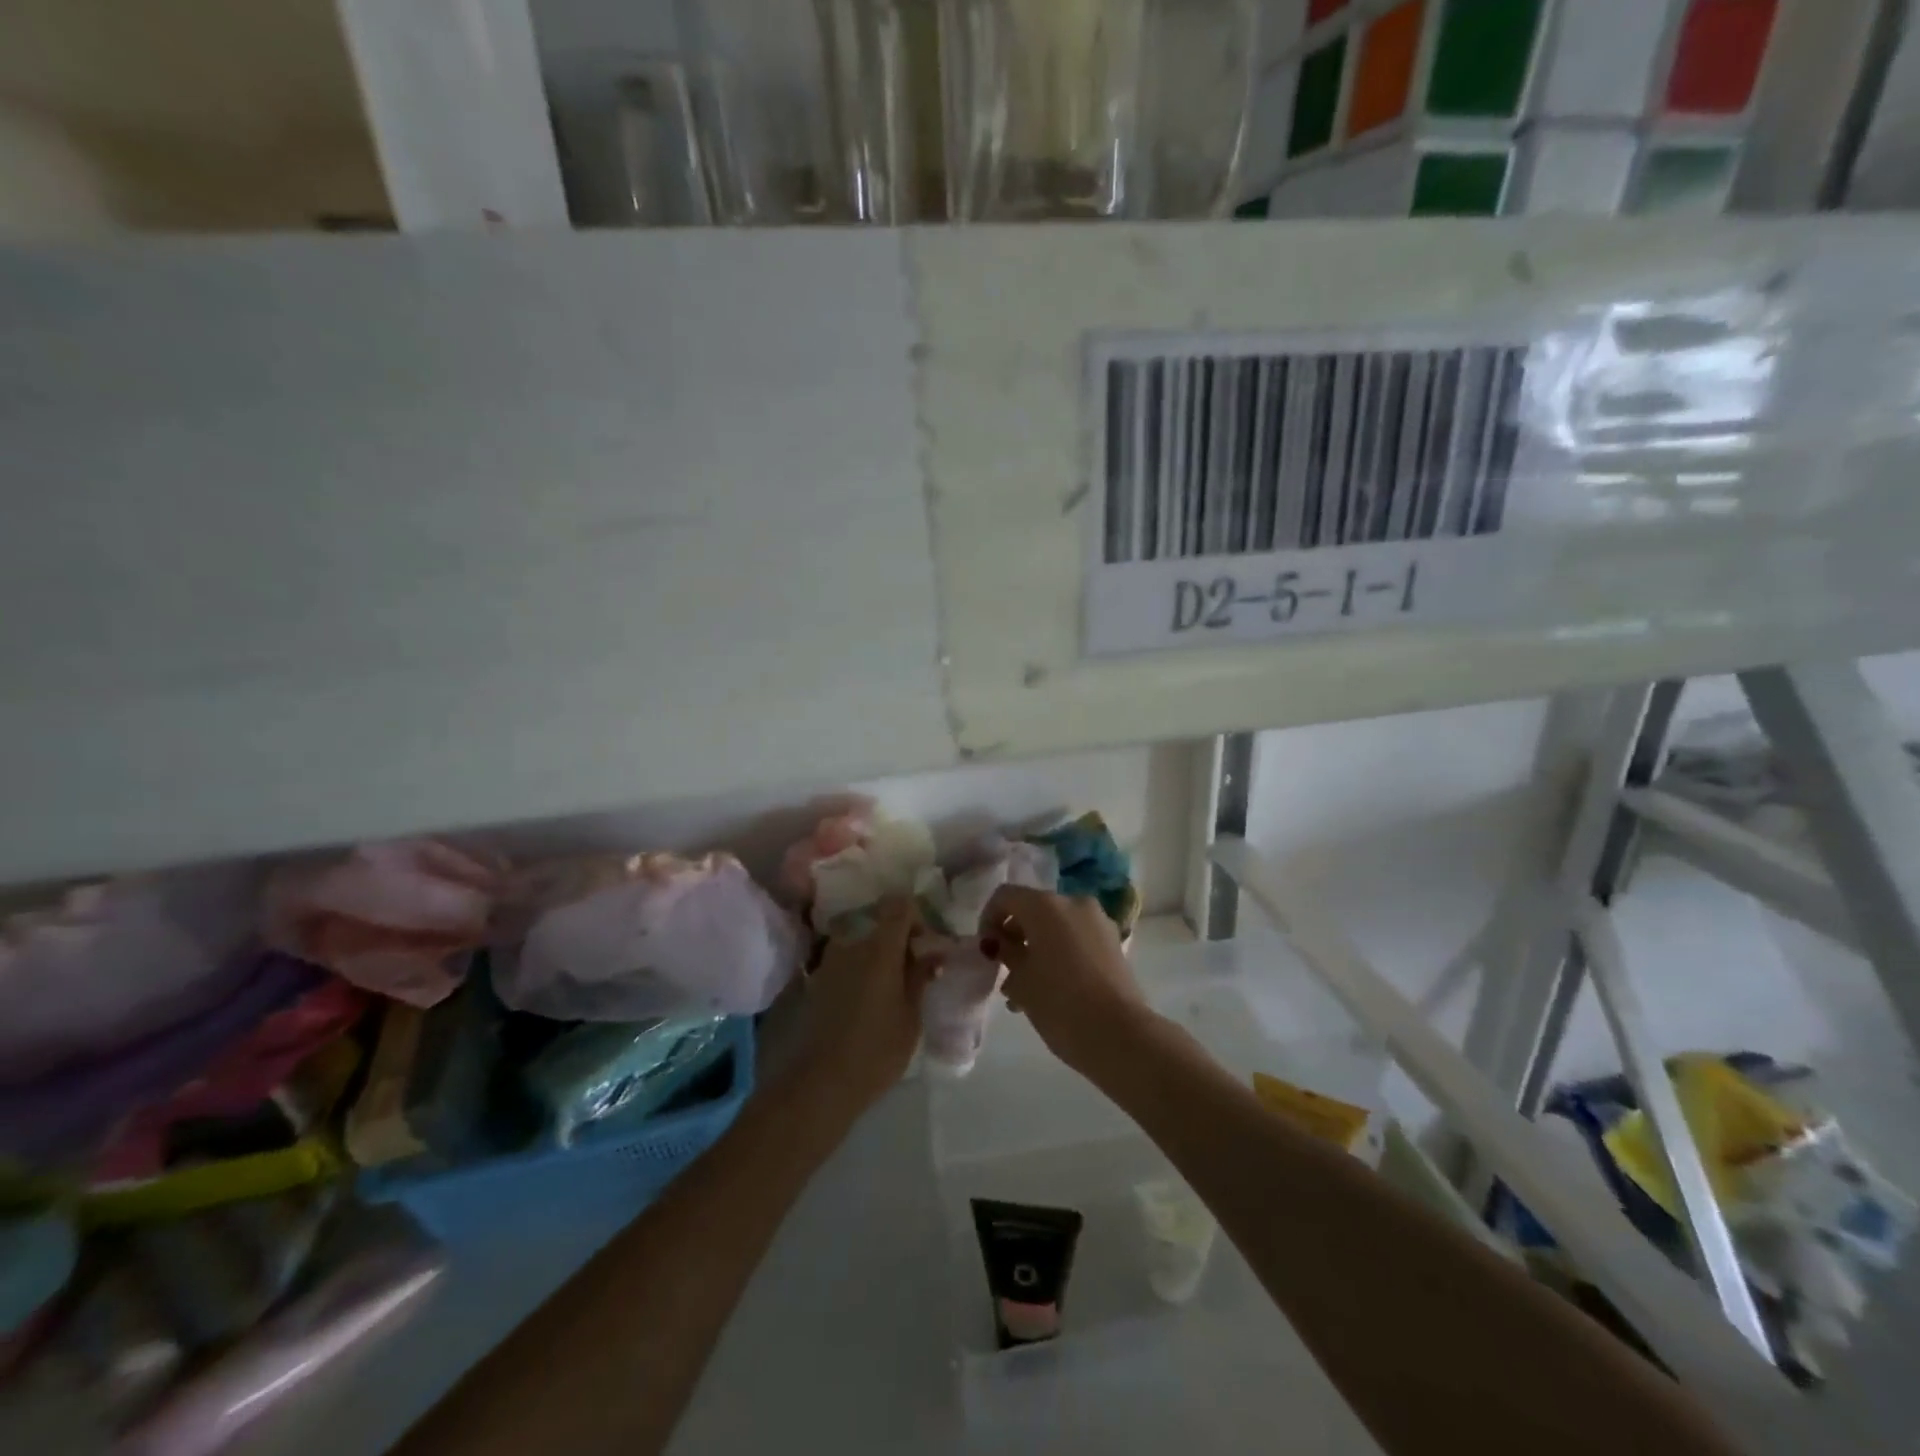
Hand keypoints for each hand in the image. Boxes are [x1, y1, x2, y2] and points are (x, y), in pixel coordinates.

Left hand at [780, 897, 936, 1125]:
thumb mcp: (911, 1016)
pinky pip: (844, 962)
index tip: (924, 944)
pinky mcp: (815, 980)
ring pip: (860, 943)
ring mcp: (829, 961)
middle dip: (897, 940)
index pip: (899, 905)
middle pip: (879, 923)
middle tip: (911, 971)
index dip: (915, 917)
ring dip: (876, 957)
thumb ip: (920, 977)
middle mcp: (852, 944)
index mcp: (880, 948)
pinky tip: (865, 1002)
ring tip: (888, 990)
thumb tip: (932, 952)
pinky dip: (858, 971)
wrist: (820, 1083)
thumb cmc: (877, 1050)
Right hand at [979, 886, 1150, 1075]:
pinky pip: (1077, 939)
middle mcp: (1073, 902)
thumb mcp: (1020, 980)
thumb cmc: (1059, 1003)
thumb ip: (1006, 953)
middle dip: (1015, 936)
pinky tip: (1052, 989)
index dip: (988, 919)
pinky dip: (1060, 954)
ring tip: (1026, 990)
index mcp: (1045, 905)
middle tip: (1004, 970)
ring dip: (1037, 948)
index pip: (1005, 896)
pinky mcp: (1114, 943)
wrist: (1118, 1034)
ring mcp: (1098, 921)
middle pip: (1033, 909)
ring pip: (1056, 926)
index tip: (986, 951)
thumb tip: (1002, 943)